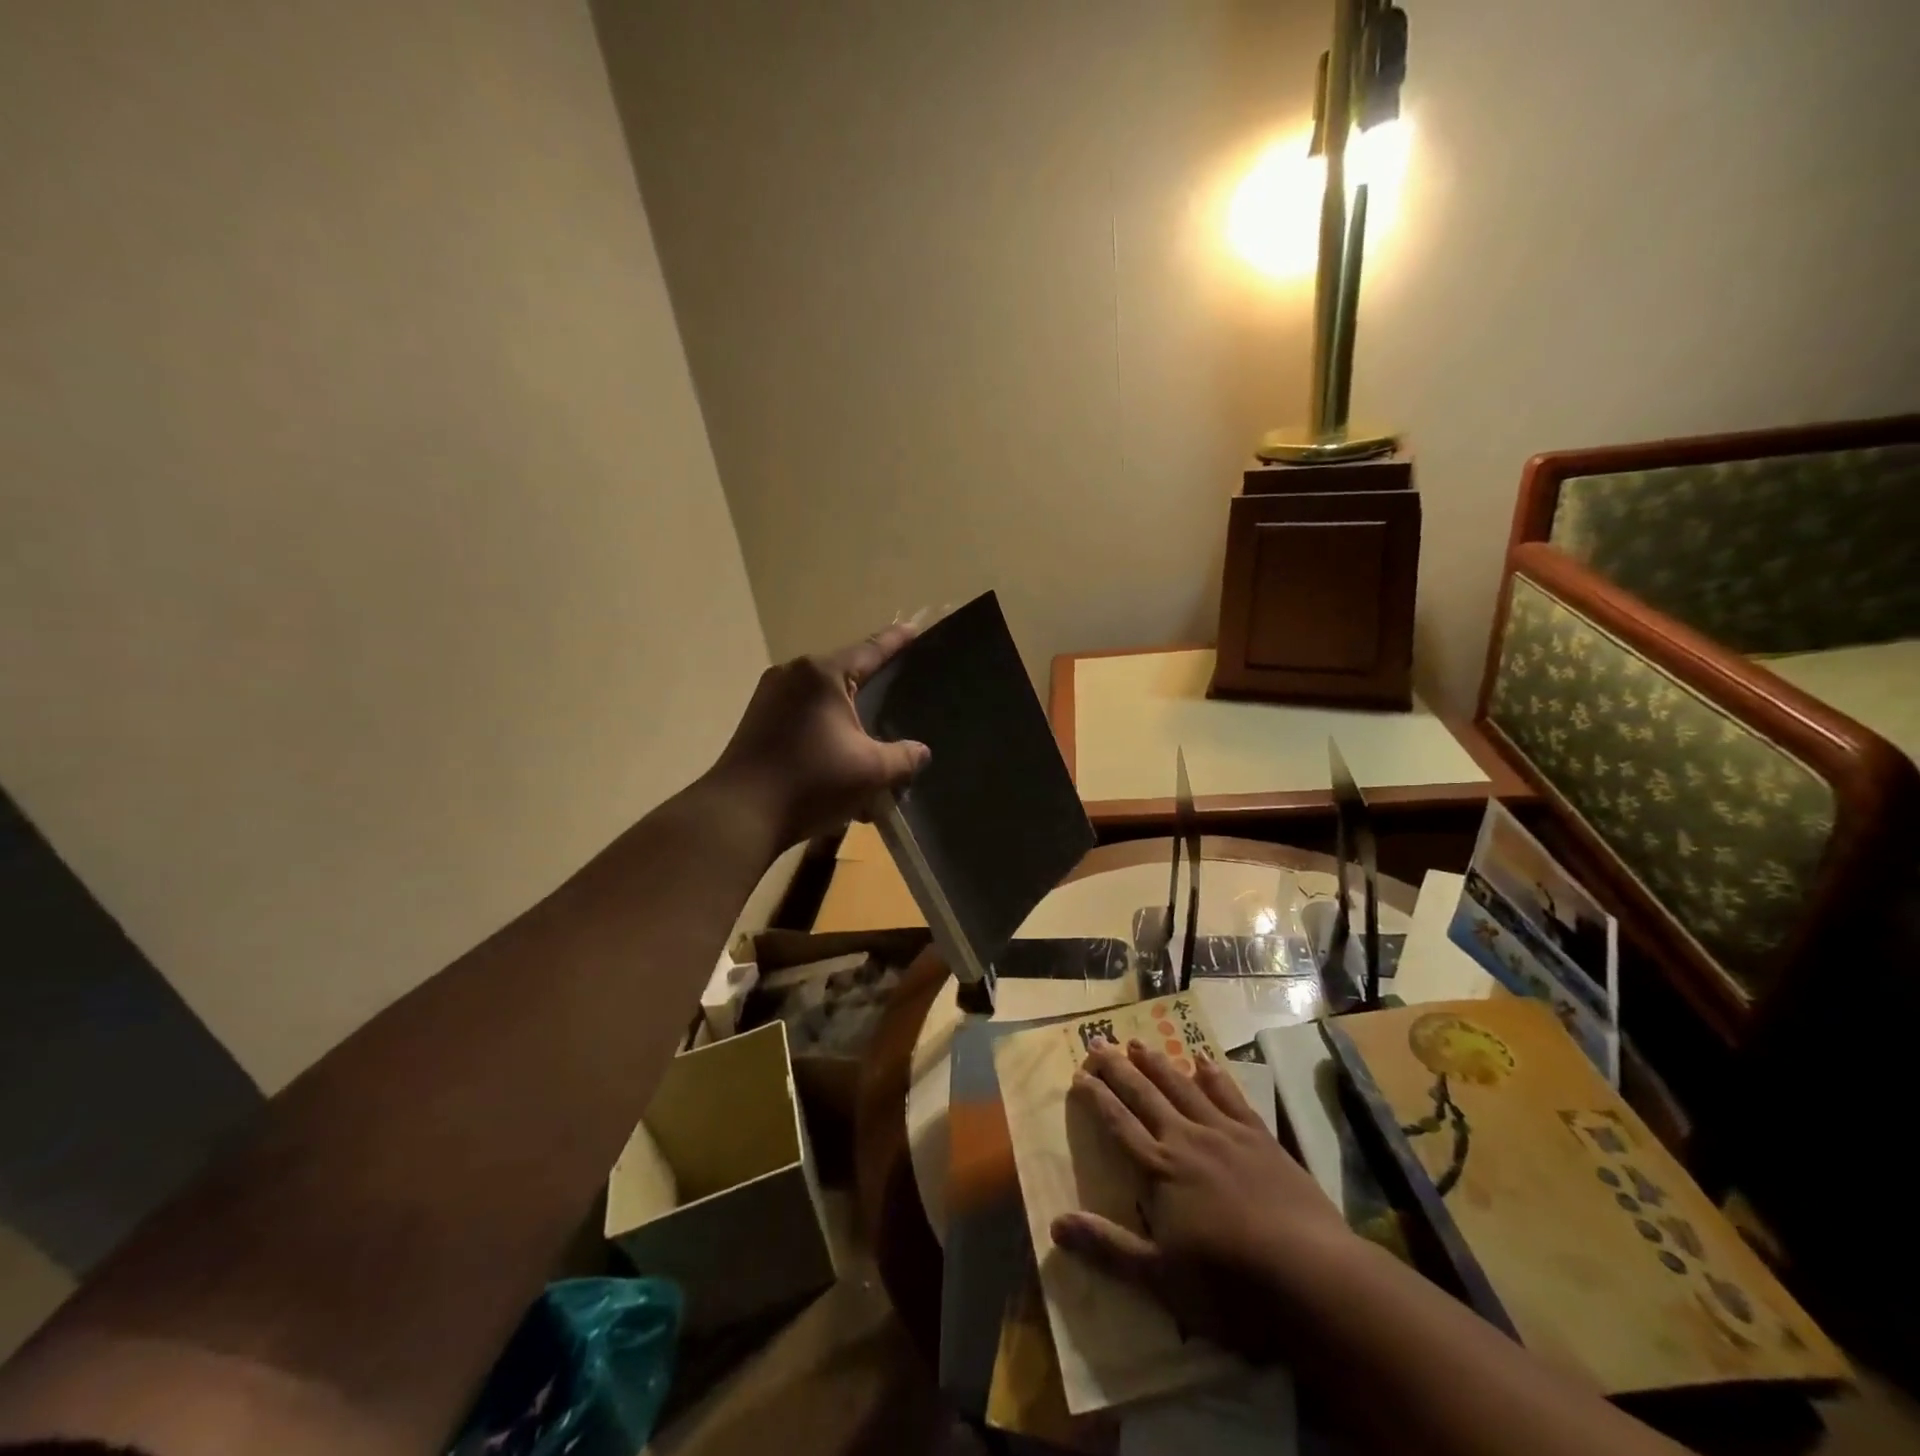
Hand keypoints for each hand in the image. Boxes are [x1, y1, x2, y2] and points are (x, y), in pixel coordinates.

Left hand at [706, 623, 930, 848]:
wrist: (739, 815)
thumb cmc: (811, 782)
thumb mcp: (871, 771)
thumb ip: (903, 758)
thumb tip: (920, 752)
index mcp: (822, 674)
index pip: (870, 650)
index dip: (896, 641)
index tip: (914, 628)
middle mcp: (792, 675)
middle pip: (845, 675)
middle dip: (872, 689)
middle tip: (899, 693)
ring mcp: (769, 697)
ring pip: (823, 702)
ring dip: (848, 722)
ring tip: (871, 741)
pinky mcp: (757, 722)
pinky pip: (803, 718)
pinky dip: (826, 734)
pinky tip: (840, 763)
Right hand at [1051, 1039, 1354, 1360]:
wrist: (1312, 1277)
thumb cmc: (1230, 1286)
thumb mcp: (1160, 1279)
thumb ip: (1108, 1247)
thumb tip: (1055, 1224)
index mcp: (1160, 1170)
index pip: (1118, 1124)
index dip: (1097, 1098)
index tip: (1079, 1075)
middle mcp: (1187, 1139)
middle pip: (1145, 1095)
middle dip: (1117, 1068)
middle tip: (1097, 1042)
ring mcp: (1226, 1134)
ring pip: (1182, 1086)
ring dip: (1157, 1063)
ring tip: (1137, 1042)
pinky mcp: (1261, 1139)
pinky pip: (1231, 1097)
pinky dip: (1214, 1077)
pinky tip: (1204, 1061)